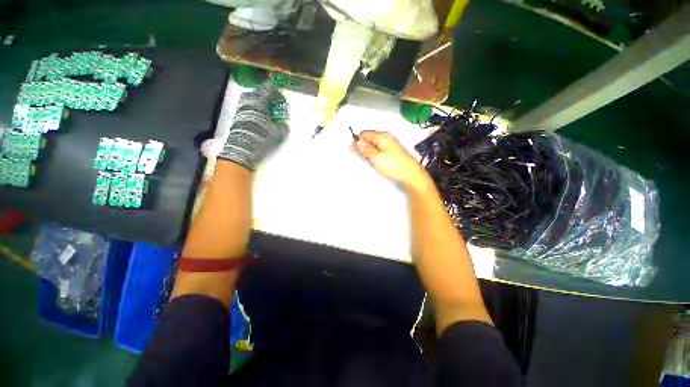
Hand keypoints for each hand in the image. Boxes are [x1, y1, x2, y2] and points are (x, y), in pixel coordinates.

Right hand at [350, 131, 430, 191]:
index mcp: (382, 136)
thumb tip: (357, 141)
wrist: (411, 175)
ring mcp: (390, 145)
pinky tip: (373, 161)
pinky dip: (374, 155)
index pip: (365, 134)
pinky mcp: (392, 153)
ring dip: (367, 151)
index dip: (357, 141)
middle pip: (369, 139)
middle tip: (358, 157)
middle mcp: (386, 138)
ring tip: (366, 160)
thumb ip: (366, 149)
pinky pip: (379, 150)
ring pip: (373, 145)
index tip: (351, 151)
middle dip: (362, 146)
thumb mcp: (376, 157)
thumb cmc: (392, 165)